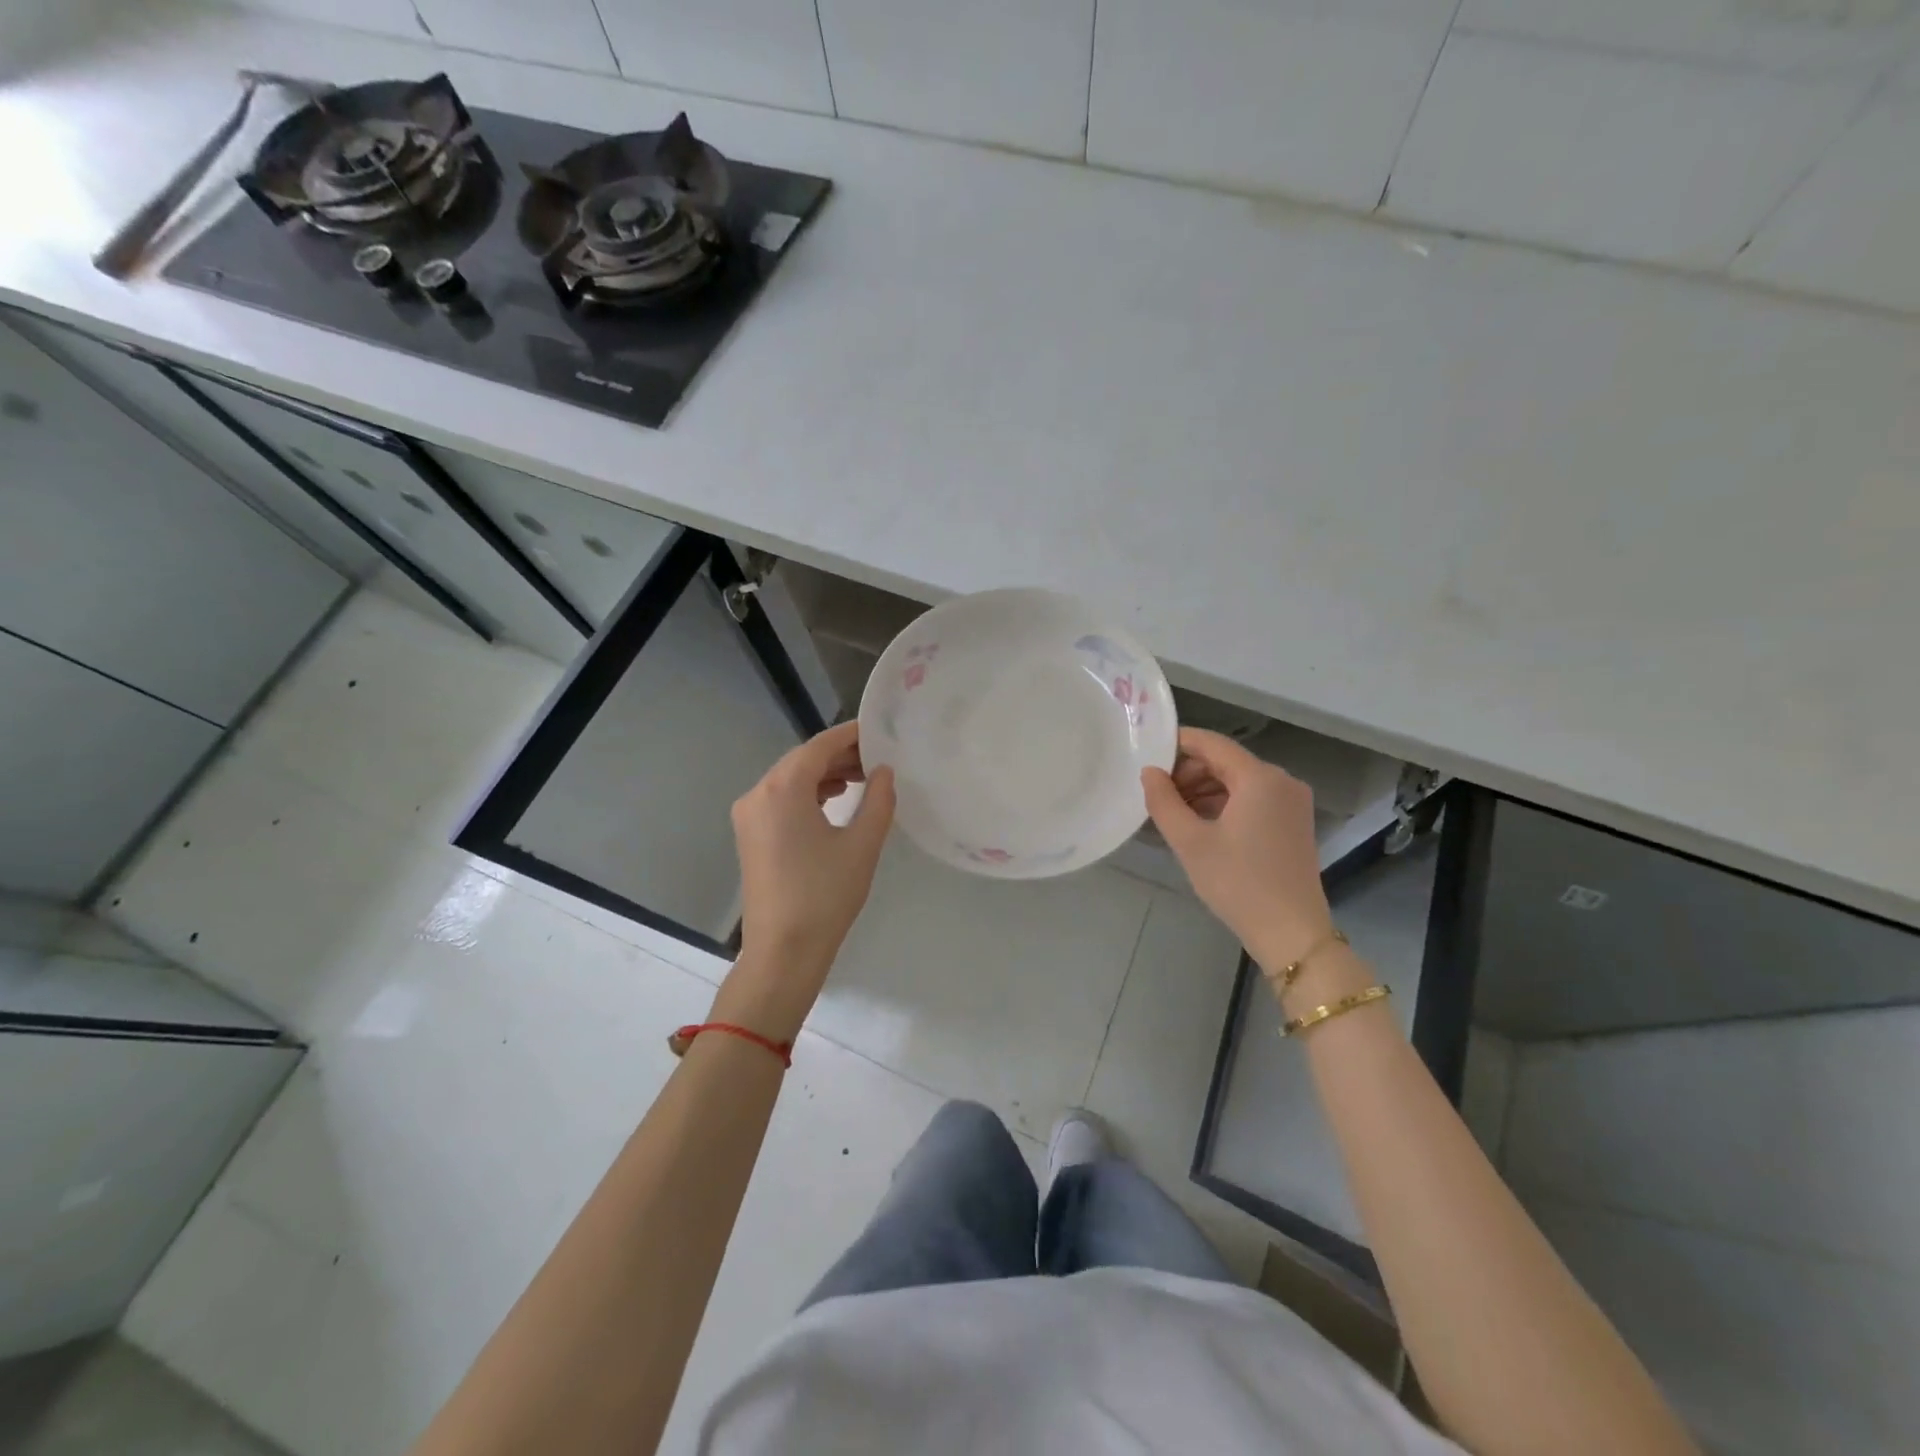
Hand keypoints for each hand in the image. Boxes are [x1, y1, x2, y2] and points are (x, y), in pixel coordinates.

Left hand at [721, 722, 894, 1035]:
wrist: (783, 951)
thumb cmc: (826, 895)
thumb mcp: (862, 844)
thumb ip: (878, 799)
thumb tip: (884, 771)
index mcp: (782, 788)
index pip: (820, 746)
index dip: (851, 735)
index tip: (880, 731)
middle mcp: (758, 793)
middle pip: (802, 760)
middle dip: (840, 756)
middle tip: (878, 757)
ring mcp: (749, 814)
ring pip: (790, 779)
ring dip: (824, 775)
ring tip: (863, 778)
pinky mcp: (750, 834)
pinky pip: (780, 799)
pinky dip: (808, 793)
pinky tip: (834, 800)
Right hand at [1141, 728, 1334, 975]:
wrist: (1291, 933)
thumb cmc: (1237, 883)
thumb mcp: (1190, 842)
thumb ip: (1163, 801)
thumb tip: (1149, 772)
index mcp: (1259, 778)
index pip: (1211, 743)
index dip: (1177, 744)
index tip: (1147, 755)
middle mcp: (1281, 780)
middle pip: (1226, 761)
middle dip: (1189, 771)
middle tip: (1156, 793)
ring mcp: (1291, 802)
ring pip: (1238, 780)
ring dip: (1204, 789)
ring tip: (1172, 812)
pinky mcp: (1293, 822)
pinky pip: (1252, 798)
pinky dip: (1224, 803)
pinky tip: (1199, 823)